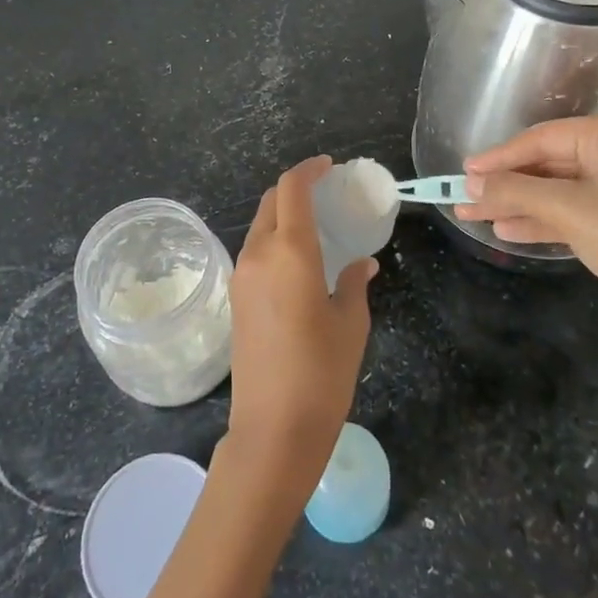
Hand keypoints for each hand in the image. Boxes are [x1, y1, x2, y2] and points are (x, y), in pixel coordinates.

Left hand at [227, 157, 374, 498]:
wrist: (272, 430)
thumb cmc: (321, 373)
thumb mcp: (350, 324)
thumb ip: (353, 285)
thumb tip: (362, 265)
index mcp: (289, 251)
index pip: (291, 189)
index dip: (309, 169)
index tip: (328, 167)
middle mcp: (258, 254)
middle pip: (271, 202)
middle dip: (295, 189)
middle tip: (325, 194)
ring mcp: (241, 276)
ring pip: (259, 227)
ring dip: (283, 216)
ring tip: (315, 227)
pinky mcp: (236, 299)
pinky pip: (254, 253)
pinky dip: (274, 241)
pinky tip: (298, 261)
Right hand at [455, 117, 597, 350]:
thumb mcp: (566, 209)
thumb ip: (514, 190)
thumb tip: (472, 186)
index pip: (545, 137)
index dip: (501, 155)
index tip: (466, 170)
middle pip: (550, 164)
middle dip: (508, 185)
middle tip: (466, 195)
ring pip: (559, 191)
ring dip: (518, 204)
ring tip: (474, 216)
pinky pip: (574, 211)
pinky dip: (543, 220)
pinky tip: (506, 230)